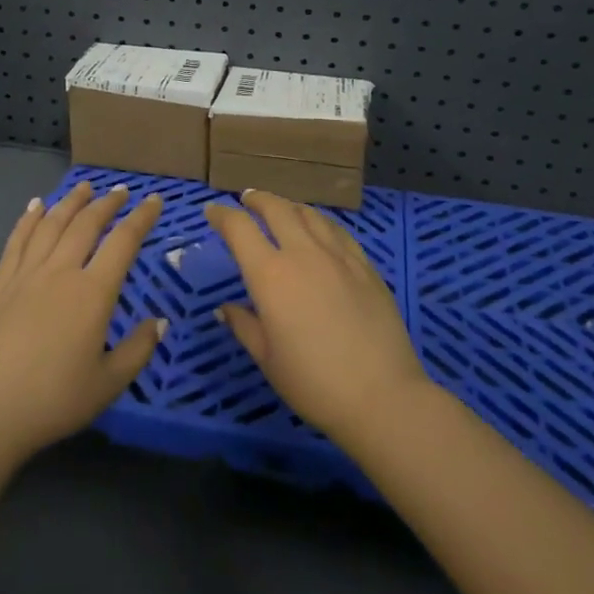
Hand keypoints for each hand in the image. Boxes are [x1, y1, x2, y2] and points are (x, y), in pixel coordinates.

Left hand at [0, 181, 163, 464]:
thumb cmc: (55, 400)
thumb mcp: (109, 383)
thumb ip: (138, 349)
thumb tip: (158, 321)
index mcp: (93, 293)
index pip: (123, 243)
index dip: (142, 218)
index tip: (155, 200)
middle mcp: (60, 273)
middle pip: (86, 225)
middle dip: (107, 204)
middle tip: (121, 191)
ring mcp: (26, 276)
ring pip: (51, 225)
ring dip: (70, 202)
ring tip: (84, 187)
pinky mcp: (1, 287)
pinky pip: (17, 242)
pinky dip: (28, 220)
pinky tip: (35, 206)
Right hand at [204, 190, 433, 448]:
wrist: (382, 396)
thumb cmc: (313, 382)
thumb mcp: (267, 359)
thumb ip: (244, 325)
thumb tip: (225, 308)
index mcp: (270, 275)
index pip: (239, 229)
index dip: (222, 215)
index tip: (212, 211)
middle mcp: (303, 254)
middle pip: (277, 209)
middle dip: (257, 199)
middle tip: (246, 198)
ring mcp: (339, 257)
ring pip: (310, 215)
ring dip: (289, 206)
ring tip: (281, 208)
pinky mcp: (366, 267)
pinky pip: (338, 231)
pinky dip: (320, 222)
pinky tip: (320, 229)